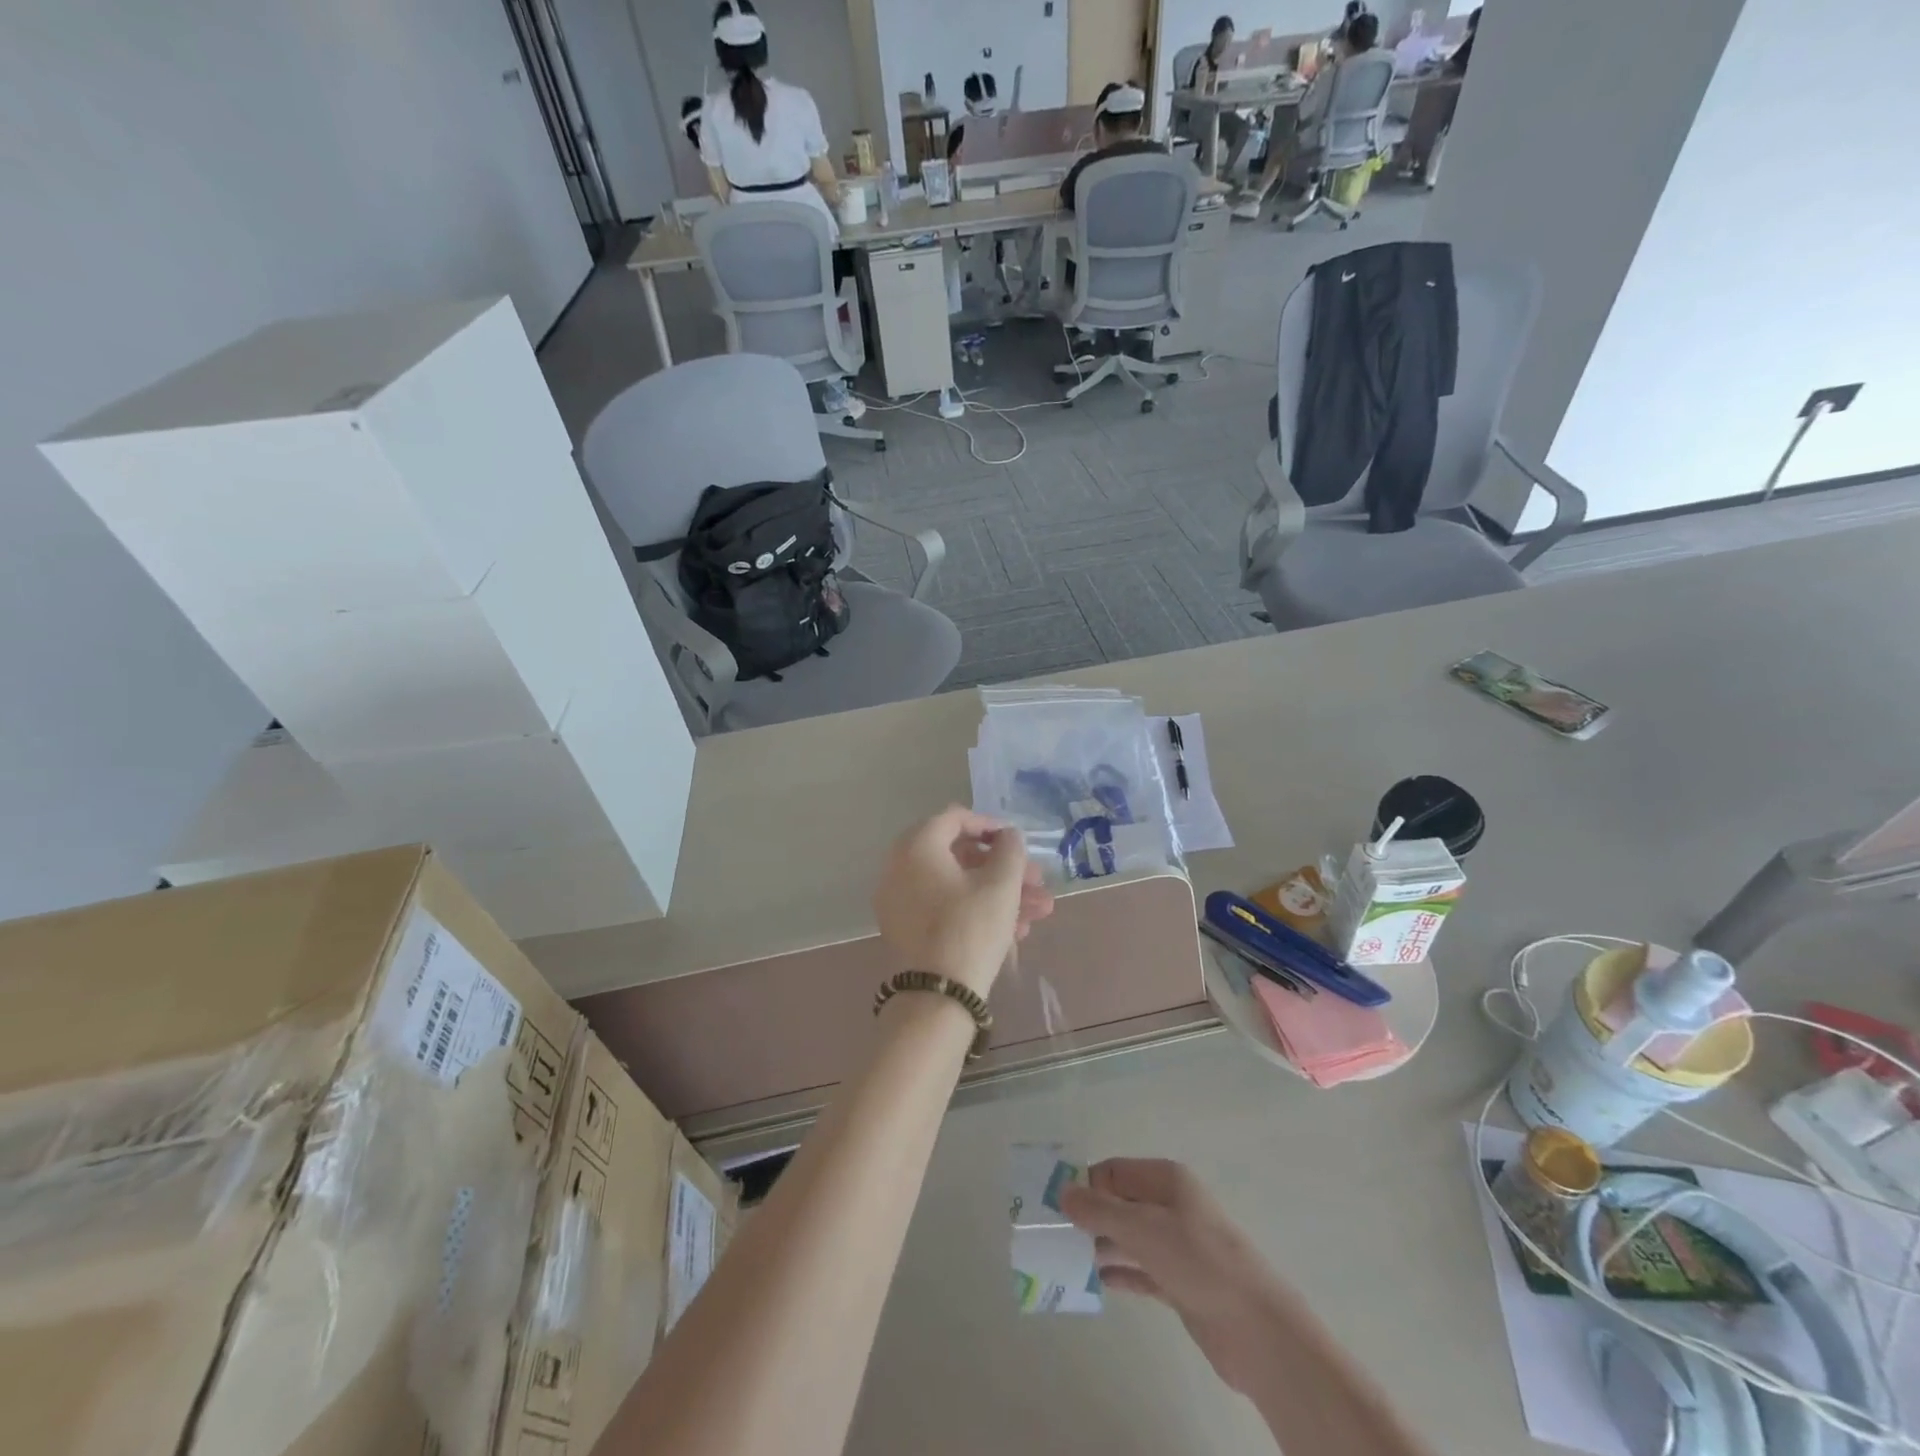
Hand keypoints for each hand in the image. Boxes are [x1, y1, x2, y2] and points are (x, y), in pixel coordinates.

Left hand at [873, 806, 1052, 996]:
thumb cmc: (970, 928)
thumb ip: (1010, 850)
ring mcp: (900, 901)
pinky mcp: (906, 929)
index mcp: (917, 847)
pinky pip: (945, 907)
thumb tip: (1008, 836)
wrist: (936, 996)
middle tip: (1037, 882)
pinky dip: (977, 911)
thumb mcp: (1001, 885)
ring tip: (1039, 912)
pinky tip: (1016, 931)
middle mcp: (900, 867)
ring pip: (957, 886)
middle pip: (960, 856)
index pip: (955, 818)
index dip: (991, 825)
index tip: (1017, 842)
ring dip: (1000, 894)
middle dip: (1004, 869)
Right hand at [1059, 1158, 1295, 1396]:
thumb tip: (1063, 1192)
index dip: (1085, 1184)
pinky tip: (1095, 1281)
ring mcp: (1177, 1246)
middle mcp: (1171, 1206)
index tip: (1053, 1204)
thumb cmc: (1198, 1260)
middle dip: (1089, 1216)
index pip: (1114, 1171)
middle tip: (1053, 1235)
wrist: (1256, 1328)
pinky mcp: (1181, 1283)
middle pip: (1120, 1203)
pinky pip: (1141, 1270)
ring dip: (1101, 1246)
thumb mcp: (1142, 1228)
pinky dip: (1120, 1273)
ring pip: (1129, 1238)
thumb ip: (1099, 1210)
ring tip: (1065, 1260)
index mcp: (1166, 1180)